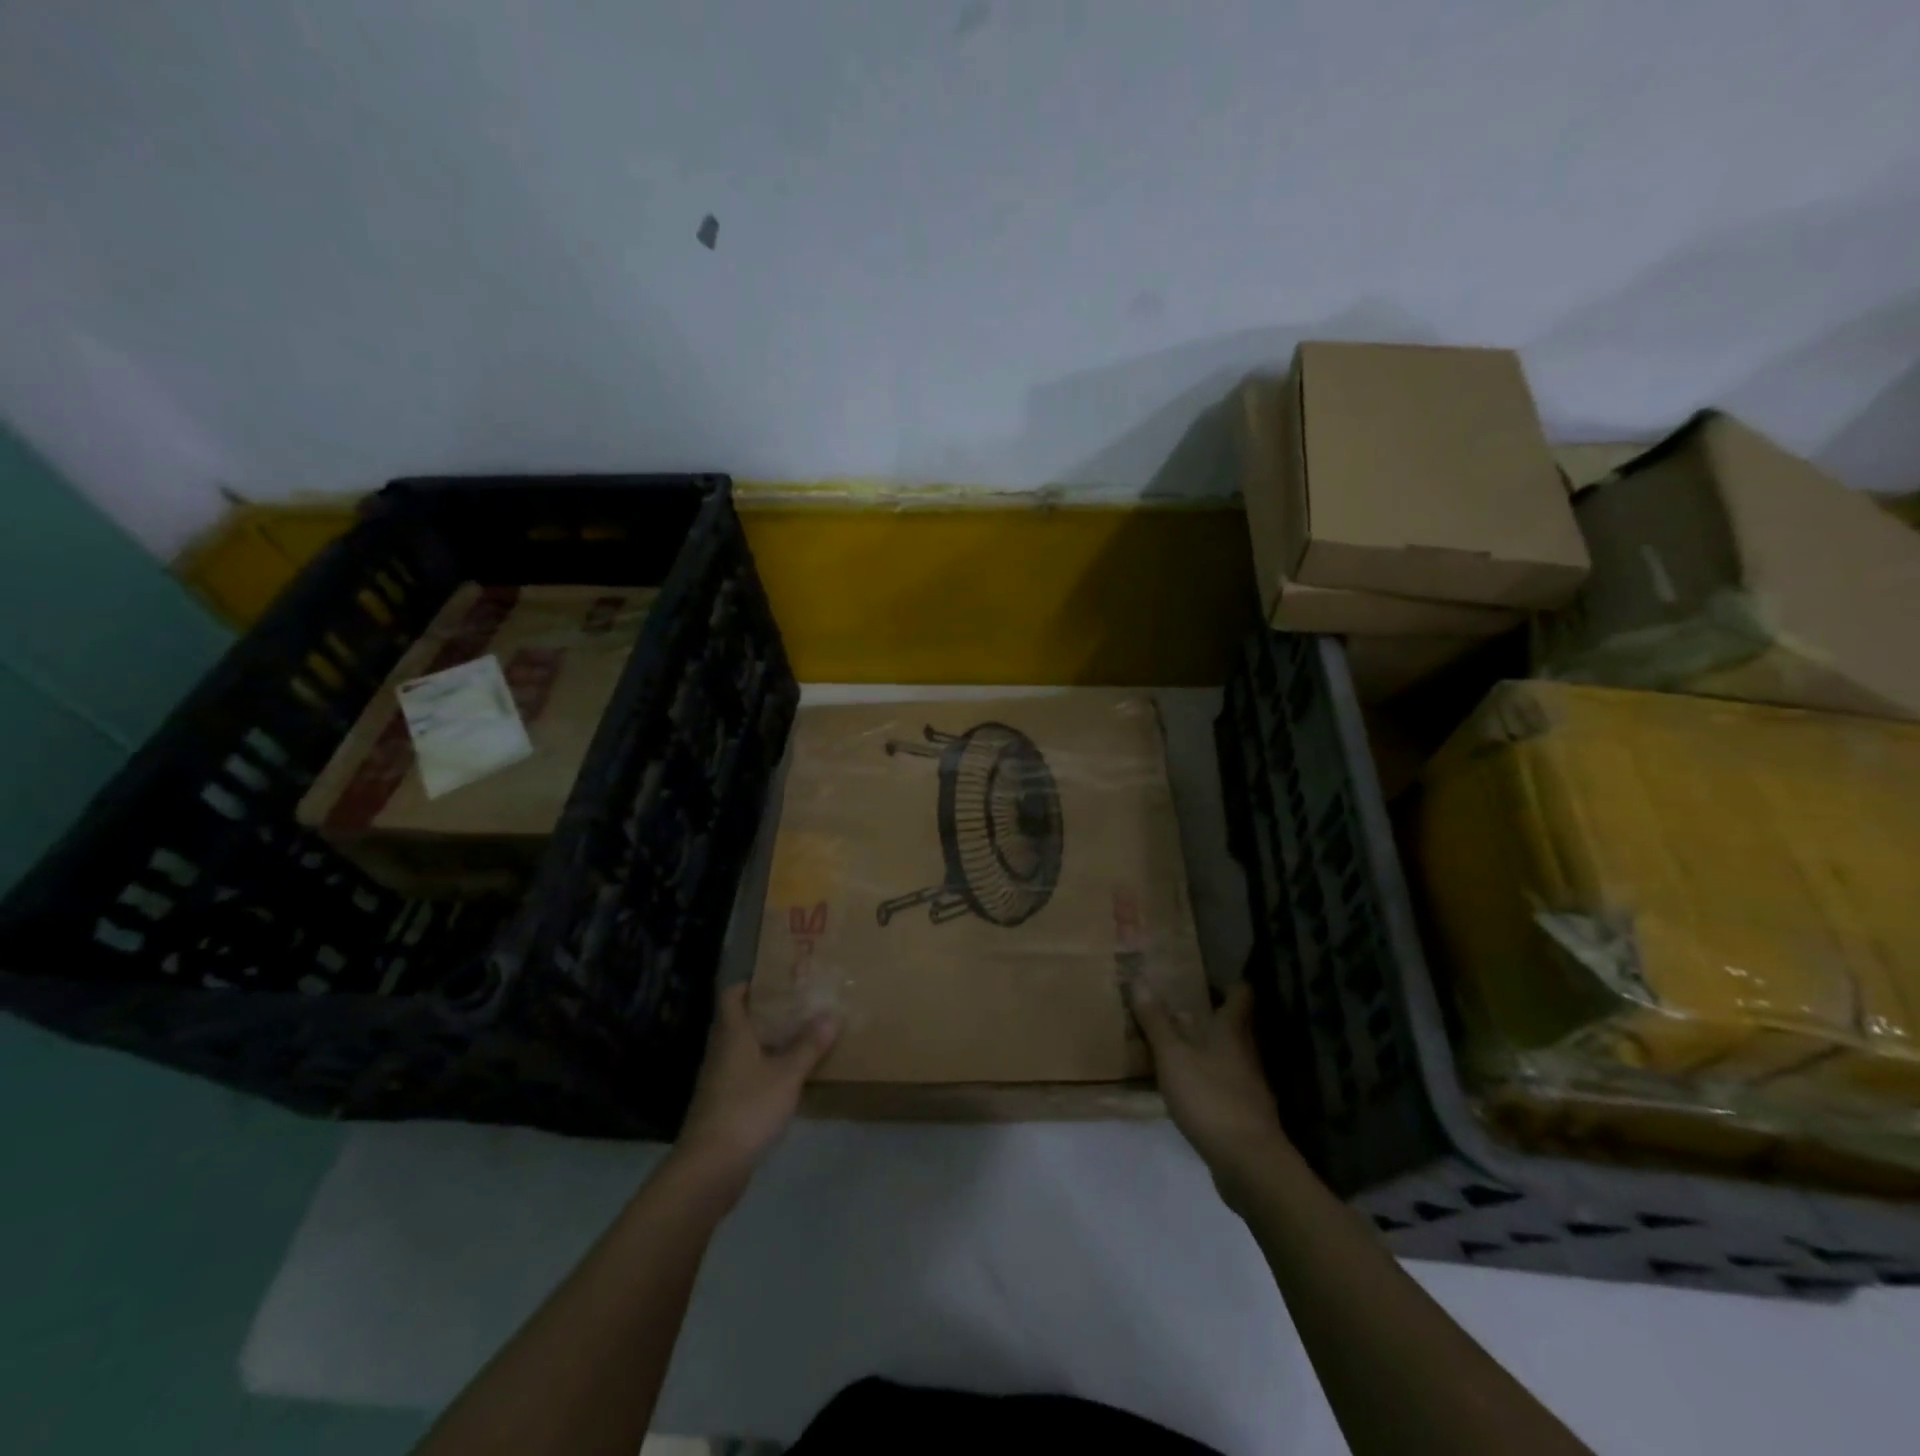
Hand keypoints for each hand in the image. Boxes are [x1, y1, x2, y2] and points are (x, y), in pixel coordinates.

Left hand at [674, 984, 837, 1186]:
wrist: (709, 1168)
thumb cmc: (747, 1108)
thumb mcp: (787, 1075)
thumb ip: (808, 1046)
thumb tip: (830, 1014)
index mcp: (731, 1036)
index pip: (730, 997)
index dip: (747, 984)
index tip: (773, 979)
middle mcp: (720, 1053)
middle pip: (735, 1023)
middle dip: (761, 1013)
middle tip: (793, 1007)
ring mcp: (717, 1082)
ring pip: (739, 1051)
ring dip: (762, 1043)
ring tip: (795, 1039)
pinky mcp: (720, 1108)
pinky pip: (741, 1077)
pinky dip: (760, 1071)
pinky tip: (783, 1079)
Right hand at [1130, 980, 1293, 1210]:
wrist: (1248, 1163)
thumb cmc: (1210, 1097)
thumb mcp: (1173, 1056)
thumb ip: (1156, 1021)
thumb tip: (1139, 979)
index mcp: (1231, 1030)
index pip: (1240, 994)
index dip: (1228, 981)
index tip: (1205, 973)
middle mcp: (1244, 1051)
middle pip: (1232, 1023)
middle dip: (1209, 1013)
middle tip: (1177, 1004)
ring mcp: (1247, 1084)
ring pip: (1226, 1053)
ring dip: (1204, 1046)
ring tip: (1173, 1041)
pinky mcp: (1243, 1112)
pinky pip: (1222, 1082)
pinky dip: (1205, 1076)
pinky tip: (1185, 1084)